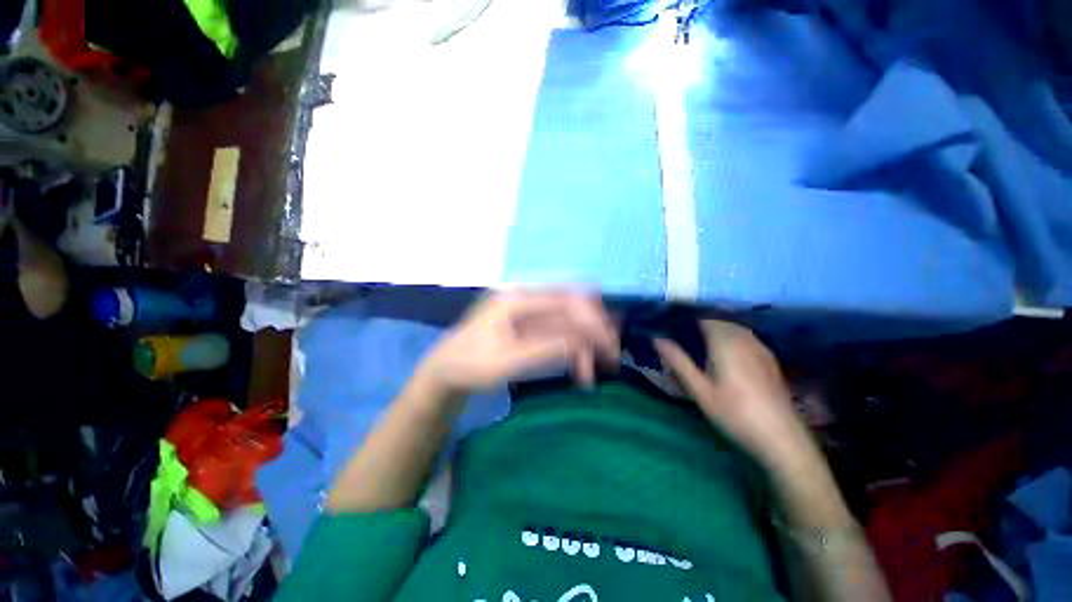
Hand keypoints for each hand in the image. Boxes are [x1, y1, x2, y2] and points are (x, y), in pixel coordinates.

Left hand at [415, 290, 619, 397]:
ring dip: (584, 344)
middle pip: (572, 306)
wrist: (447, 368)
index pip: (565, 300)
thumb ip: (543, 349)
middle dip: (594, 331)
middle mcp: (526, 298)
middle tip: (609, 359)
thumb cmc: (470, 365)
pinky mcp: (530, 323)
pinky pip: (559, 331)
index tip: (609, 345)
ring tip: (589, 375)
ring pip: (569, 321)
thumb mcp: (504, 362)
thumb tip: (581, 341)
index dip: (591, 320)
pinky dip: (573, 349)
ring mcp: (529, 311)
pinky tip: (579, 369)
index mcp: (517, 300)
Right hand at [655, 320, 820, 472]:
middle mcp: (744, 338)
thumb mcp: (700, 390)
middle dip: (699, 320)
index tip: (670, 319)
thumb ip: (678, 361)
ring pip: (733, 327)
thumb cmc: (735, 413)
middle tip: (679, 331)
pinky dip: (730, 336)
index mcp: (725, 342)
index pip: (704, 315)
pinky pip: (745, 337)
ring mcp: (760, 347)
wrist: (781, 438)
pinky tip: (723, 352)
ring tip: (697, 339)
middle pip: (719, 318)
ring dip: (715, 327)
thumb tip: (657, 338)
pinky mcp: (768, 358)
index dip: (686, 314)